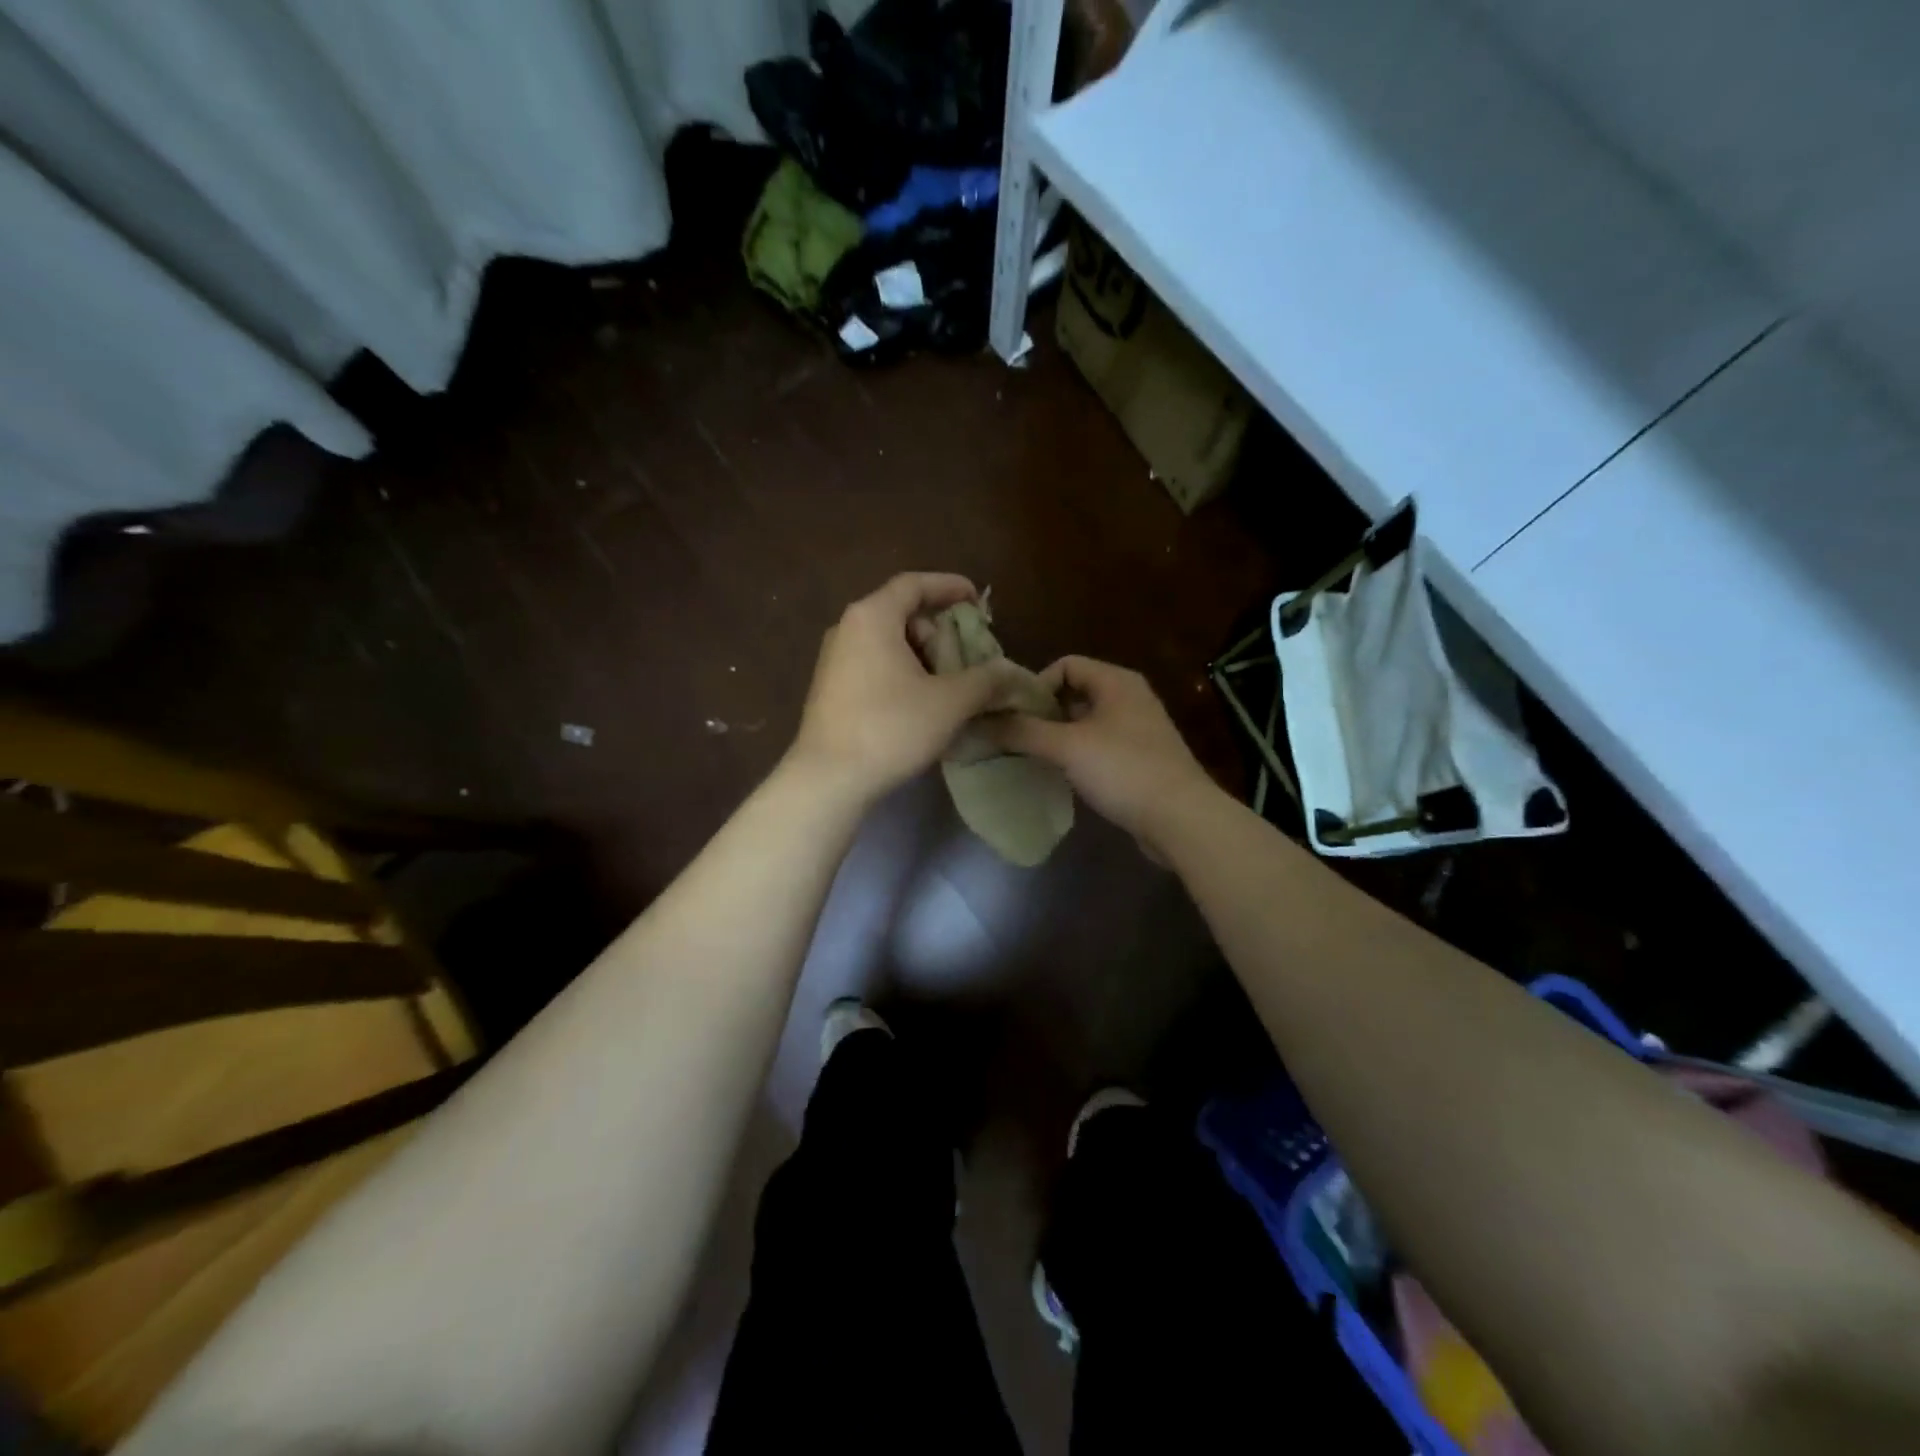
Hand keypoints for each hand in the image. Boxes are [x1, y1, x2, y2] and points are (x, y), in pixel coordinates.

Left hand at [788, 573, 1024, 803]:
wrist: (828, 779)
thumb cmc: (891, 728)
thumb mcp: (950, 702)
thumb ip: (986, 680)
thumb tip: (1010, 672)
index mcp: (873, 617)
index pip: (914, 584)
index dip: (949, 586)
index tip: (977, 599)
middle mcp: (848, 629)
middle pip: (902, 614)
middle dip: (939, 632)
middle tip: (968, 657)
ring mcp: (834, 660)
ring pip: (888, 643)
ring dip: (923, 657)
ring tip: (949, 687)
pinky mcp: (830, 689)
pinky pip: (874, 665)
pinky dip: (903, 673)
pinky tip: (921, 705)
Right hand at [982, 655, 1218, 855]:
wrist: (1181, 818)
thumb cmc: (1123, 770)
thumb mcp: (1066, 747)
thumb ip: (1022, 732)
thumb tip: (978, 722)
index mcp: (1116, 681)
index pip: (1065, 664)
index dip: (1036, 685)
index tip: (1016, 716)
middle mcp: (1129, 697)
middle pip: (1074, 693)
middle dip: (1043, 713)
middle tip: (1016, 738)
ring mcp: (1137, 730)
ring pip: (1085, 722)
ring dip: (1057, 737)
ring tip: (1032, 758)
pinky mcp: (1140, 759)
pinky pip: (1099, 746)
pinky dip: (1077, 755)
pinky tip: (1061, 776)